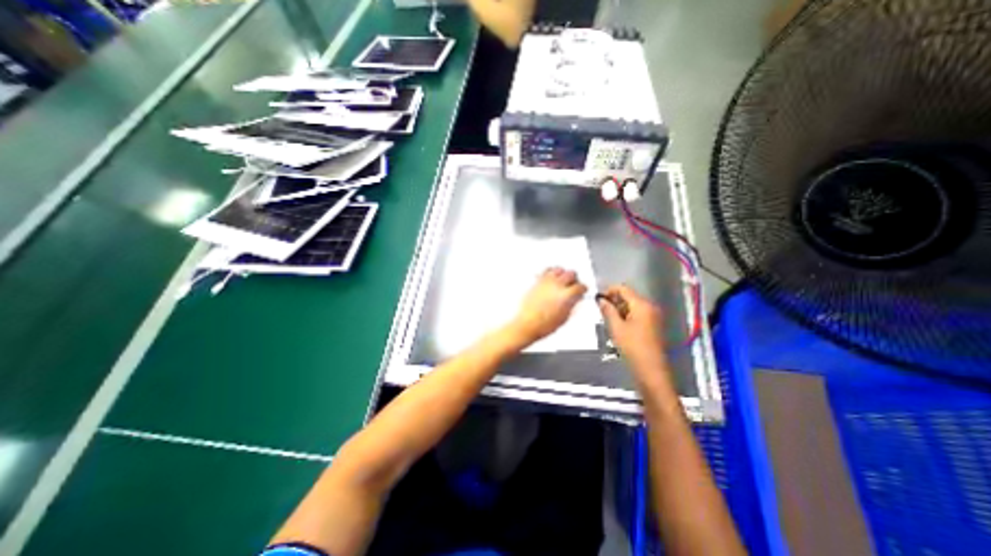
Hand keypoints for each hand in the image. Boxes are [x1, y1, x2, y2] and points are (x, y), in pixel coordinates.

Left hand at [510, 267, 585, 343]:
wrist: (528, 324)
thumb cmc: (543, 324)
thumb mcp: (565, 317)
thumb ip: (572, 305)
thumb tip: (575, 299)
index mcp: (566, 295)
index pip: (580, 286)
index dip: (583, 289)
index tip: (582, 290)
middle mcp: (556, 285)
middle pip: (571, 274)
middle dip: (575, 279)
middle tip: (574, 285)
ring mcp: (546, 282)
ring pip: (559, 269)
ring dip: (563, 274)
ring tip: (563, 280)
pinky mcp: (537, 281)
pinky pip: (546, 270)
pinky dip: (551, 272)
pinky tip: (552, 277)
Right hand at [596, 287, 664, 373]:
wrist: (651, 369)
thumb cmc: (632, 346)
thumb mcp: (616, 327)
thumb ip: (608, 310)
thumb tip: (601, 299)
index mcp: (641, 305)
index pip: (624, 289)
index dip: (609, 290)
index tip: (598, 298)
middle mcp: (650, 307)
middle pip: (629, 296)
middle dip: (614, 301)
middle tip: (601, 310)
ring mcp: (653, 316)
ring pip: (633, 306)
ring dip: (620, 309)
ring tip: (608, 319)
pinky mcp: (653, 325)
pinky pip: (638, 314)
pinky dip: (627, 316)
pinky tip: (618, 325)